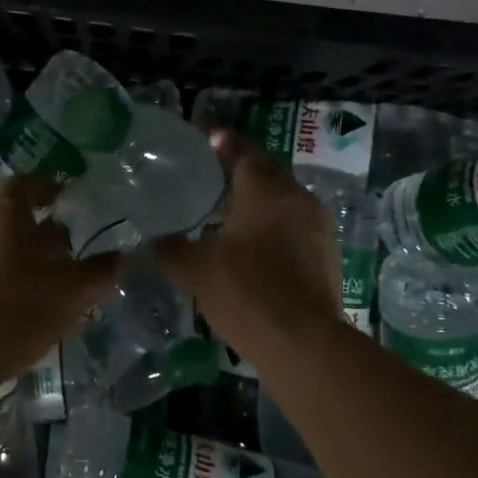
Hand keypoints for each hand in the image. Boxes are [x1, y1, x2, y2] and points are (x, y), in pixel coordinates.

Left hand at [0, 176, 118, 386]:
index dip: (45, 188)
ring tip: (48, 284)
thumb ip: (99, 272)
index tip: (63, 199)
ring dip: (22, 258)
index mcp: (5, 215)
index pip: (24, 184)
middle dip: (40, 232)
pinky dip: (3, 281)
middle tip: (66, 251)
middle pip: (11, 218)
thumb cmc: (18, 309)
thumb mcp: (72, 292)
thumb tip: (121, 257)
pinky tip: (19, 309)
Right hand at [156, 132, 344, 354]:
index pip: (240, 150)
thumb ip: (170, 248)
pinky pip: (295, 223)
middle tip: (211, 170)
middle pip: (266, 170)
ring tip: (228, 205)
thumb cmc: (245, 292)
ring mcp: (317, 225)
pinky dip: (273, 222)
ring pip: (284, 197)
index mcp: (265, 189)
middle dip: (240, 166)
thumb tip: (152, 240)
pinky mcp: (326, 253)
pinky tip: (253, 240)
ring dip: (258, 196)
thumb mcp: (195, 269)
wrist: (302, 342)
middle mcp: (296, 197)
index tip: (202, 135)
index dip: (219, 140)